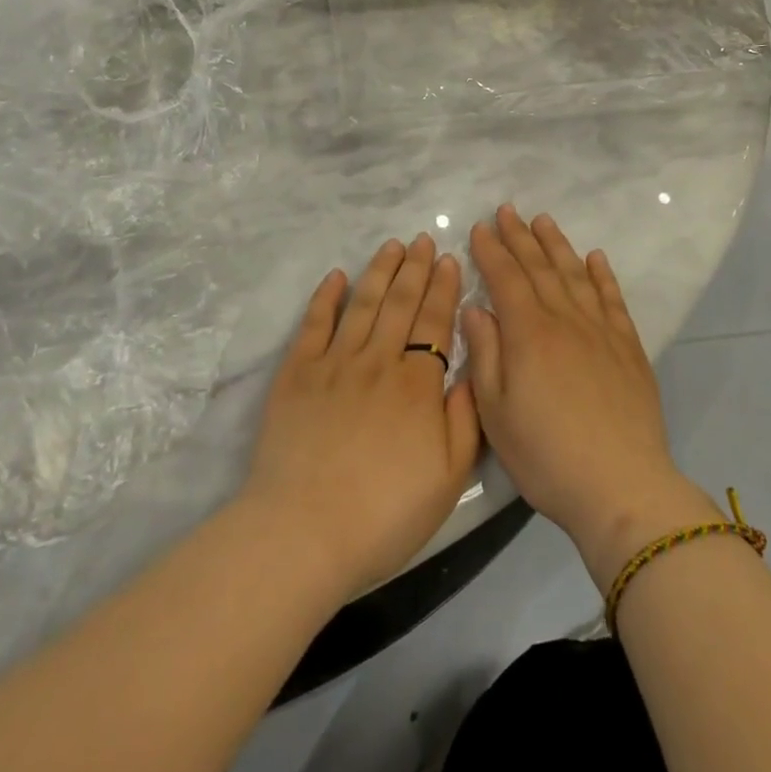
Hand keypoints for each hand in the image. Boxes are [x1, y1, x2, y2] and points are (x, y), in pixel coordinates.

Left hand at [240, 234, 480, 599]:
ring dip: (379, 271)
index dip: (443, 289)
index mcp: (417, 385)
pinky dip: (326, 296)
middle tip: (423, 239)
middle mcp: (378, 361)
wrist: (305, 532)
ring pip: (363, 304)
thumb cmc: (385, 514)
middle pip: (400, 304)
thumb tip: (473, 372)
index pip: (435, 323)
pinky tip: (336, 276)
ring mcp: (334, 363)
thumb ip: (467, 420)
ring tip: (391, 246)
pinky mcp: (297, 373)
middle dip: (414, 268)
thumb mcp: (448, 478)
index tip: (448, 260)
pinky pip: (314, 323)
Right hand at [464, 206, 719, 588]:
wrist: (622, 487)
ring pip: (574, 274)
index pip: (506, 278)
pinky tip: (596, 257)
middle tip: (507, 210)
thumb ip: (486, 355)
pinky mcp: (628, 347)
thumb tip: (476, 309)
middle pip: (539, 267)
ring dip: (557, 245)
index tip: (479, 228)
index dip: (491, 251)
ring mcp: (600, 330)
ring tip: (543, 220)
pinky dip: (602, 274)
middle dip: (520, 236)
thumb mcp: (496, 413)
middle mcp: (565, 319)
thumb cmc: (547, 456)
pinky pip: (612, 298)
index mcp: (529, 333)